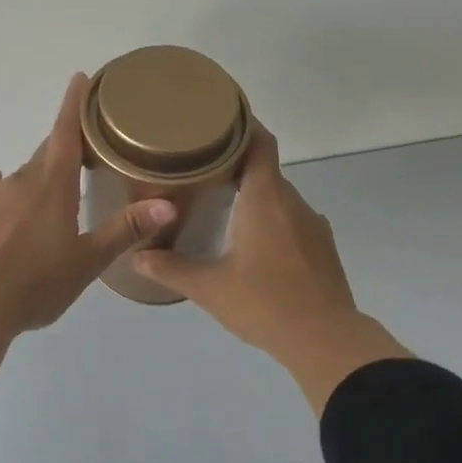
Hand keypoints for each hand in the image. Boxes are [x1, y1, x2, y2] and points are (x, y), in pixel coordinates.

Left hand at [0, 74, 176, 386]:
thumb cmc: (36, 283)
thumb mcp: (87, 261)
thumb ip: (124, 230)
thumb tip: (168, 204)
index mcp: (54, 185)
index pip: (66, 133)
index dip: (74, 104)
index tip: (80, 78)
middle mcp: (21, 181)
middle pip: (46, 154)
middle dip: (64, 149)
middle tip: (84, 156)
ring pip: (20, 175)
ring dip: (37, 177)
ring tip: (50, 194)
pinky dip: (0, 189)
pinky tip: (0, 194)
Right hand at [133, 122, 411, 413]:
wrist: (325, 340)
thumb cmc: (263, 303)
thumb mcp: (208, 287)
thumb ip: (170, 268)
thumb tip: (136, 257)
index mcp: (265, 198)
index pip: (260, 143)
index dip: (242, 126)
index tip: (217, 122)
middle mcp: (292, 202)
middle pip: (265, 169)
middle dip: (236, 166)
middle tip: (201, 170)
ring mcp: (313, 224)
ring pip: (279, 197)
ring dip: (255, 196)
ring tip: (223, 207)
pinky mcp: (323, 247)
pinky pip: (293, 220)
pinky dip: (272, 220)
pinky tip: (253, 245)